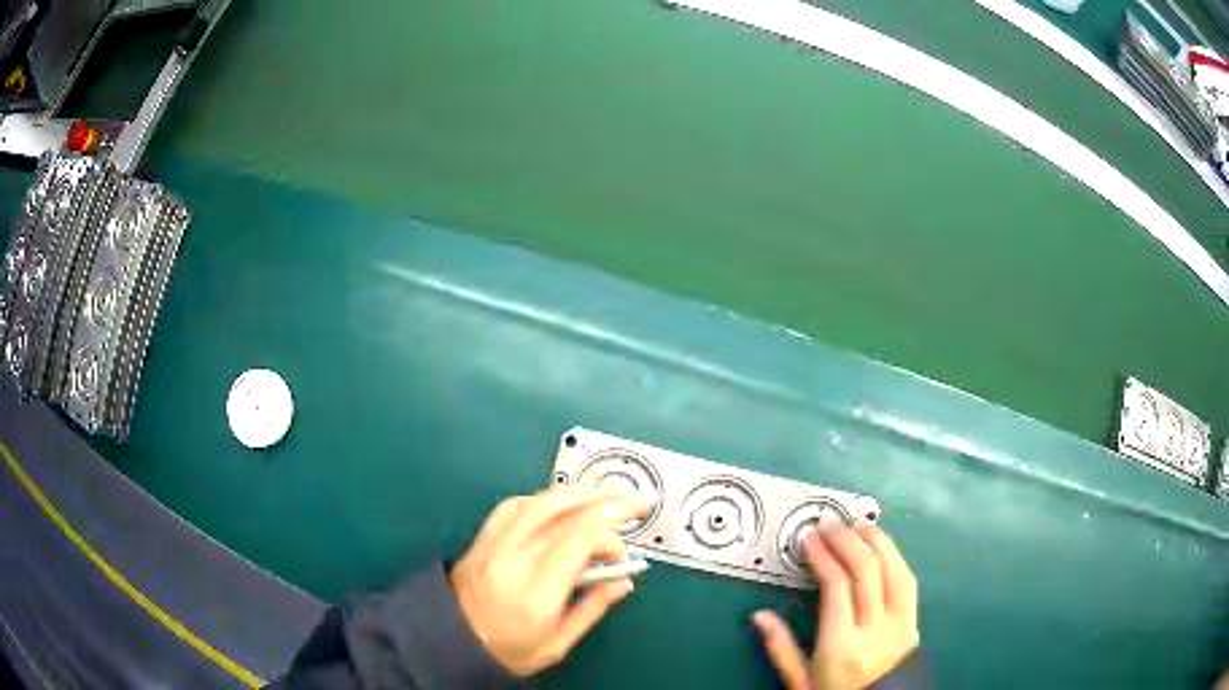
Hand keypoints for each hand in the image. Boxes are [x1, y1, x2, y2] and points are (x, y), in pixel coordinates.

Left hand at [450, 486, 648, 675]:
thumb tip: (623, 581)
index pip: (577, 540)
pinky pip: (512, 507)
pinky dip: (541, 501)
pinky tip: (559, 507)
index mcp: (534, 592)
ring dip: (575, 494)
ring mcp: (491, 546)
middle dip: (603, 502)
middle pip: (560, 512)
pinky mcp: (480, 540)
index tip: (621, 553)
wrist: (449, 645)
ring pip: (536, 502)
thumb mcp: (557, 644)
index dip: (609, 536)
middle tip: (632, 502)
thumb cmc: (506, 652)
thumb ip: (592, 609)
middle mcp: (511, 561)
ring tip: (602, 498)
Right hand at [753, 524, 918, 689]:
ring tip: (857, 525)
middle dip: (846, 540)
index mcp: (841, 645)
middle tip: (829, 524)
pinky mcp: (914, 621)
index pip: (837, 586)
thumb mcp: (800, 682)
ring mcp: (900, 623)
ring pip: (893, 569)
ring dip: (875, 541)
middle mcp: (875, 628)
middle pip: (866, 570)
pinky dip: (895, 557)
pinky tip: (882, 547)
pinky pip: (907, 580)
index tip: (809, 539)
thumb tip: (760, 616)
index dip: (823, 555)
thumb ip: (781, 648)